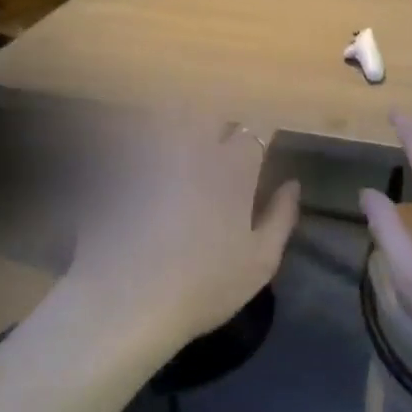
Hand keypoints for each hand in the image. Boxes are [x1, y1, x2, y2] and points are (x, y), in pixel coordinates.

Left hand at [67, 117, 299, 348]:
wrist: (126, 302)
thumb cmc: (205, 286)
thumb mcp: (260, 262)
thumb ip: (281, 217)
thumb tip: (292, 184)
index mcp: (234, 168)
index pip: (257, 126)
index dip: (265, 124)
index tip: (268, 131)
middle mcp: (195, 149)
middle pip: (213, 110)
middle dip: (224, 113)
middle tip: (228, 126)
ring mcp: (154, 154)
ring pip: (173, 116)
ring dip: (185, 117)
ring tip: (188, 128)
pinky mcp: (119, 168)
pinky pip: (134, 139)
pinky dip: (143, 137)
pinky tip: (143, 151)